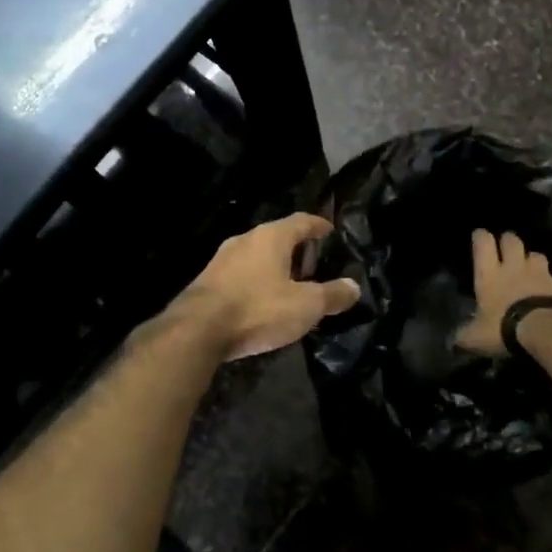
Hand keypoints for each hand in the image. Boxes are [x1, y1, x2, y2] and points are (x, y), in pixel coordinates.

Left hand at [183, 213, 361, 360]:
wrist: (197, 330)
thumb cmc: (258, 309)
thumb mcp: (305, 305)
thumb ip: (332, 294)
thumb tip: (353, 286)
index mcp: (271, 237)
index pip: (301, 221)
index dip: (318, 225)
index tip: (330, 231)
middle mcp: (245, 239)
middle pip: (277, 237)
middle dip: (297, 250)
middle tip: (314, 267)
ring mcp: (222, 259)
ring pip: (257, 256)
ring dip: (275, 267)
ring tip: (290, 286)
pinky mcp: (207, 281)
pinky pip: (241, 274)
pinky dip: (257, 281)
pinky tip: (262, 302)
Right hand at [454, 229, 551, 356]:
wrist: (548, 331)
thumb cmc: (504, 328)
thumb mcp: (476, 337)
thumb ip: (464, 335)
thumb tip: (453, 341)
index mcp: (490, 274)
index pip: (483, 243)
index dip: (480, 237)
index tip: (479, 235)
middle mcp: (515, 267)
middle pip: (512, 240)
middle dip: (508, 241)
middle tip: (507, 248)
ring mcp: (541, 274)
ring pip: (537, 255)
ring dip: (532, 260)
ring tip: (531, 269)